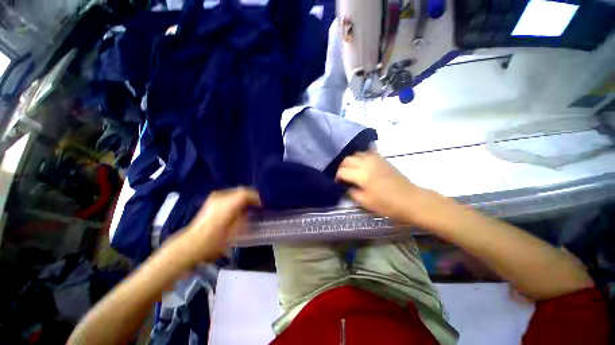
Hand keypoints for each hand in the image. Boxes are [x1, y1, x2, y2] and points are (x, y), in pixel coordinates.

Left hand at [179, 187, 260, 262]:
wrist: (192, 244)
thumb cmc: (215, 241)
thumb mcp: (235, 231)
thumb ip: (245, 217)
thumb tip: (252, 210)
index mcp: (227, 204)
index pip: (246, 194)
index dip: (256, 198)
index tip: (262, 205)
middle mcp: (221, 197)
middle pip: (241, 190)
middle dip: (251, 196)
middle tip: (257, 205)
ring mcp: (215, 197)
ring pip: (235, 191)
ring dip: (244, 197)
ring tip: (249, 205)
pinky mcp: (212, 200)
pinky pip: (229, 194)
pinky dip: (237, 198)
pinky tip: (239, 206)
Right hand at [336, 152, 434, 223]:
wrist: (410, 199)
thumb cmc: (387, 204)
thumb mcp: (366, 202)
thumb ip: (352, 192)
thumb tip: (346, 186)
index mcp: (362, 175)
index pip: (342, 171)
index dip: (337, 177)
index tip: (338, 183)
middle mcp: (366, 163)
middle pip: (347, 160)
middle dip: (342, 167)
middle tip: (343, 176)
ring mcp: (375, 159)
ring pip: (356, 154)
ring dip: (350, 161)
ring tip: (351, 170)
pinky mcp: (382, 158)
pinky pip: (367, 152)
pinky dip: (361, 157)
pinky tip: (362, 164)